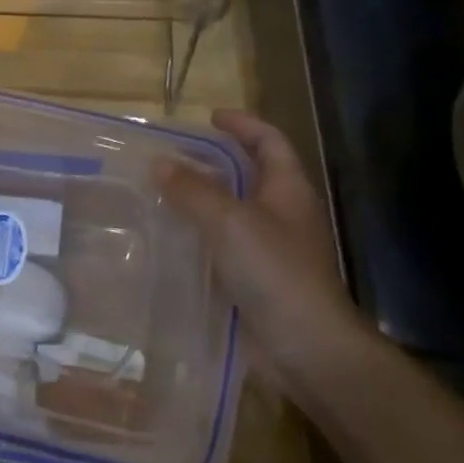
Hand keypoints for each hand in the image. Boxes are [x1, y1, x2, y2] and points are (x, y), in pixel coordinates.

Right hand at [155, 110, 365, 384]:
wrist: (305, 345)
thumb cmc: (275, 272)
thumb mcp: (230, 222)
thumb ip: (193, 191)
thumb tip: (159, 162)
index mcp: (287, 190)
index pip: (269, 142)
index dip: (243, 124)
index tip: (209, 117)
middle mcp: (281, 214)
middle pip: (248, 175)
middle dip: (213, 162)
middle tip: (171, 155)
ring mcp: (268, 249)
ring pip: (230, 212)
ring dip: (199, 200)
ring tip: (158, 192)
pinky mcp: (252, 279)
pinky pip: (220, 247)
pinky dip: (196, 236)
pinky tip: (167, 239)